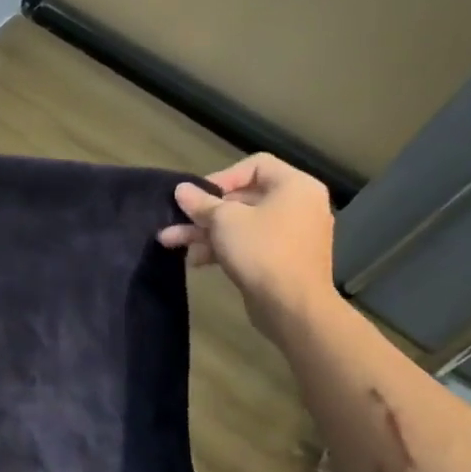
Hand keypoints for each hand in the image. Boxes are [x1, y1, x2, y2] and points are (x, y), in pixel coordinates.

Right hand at [157, 153, 337, 335]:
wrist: (292, 306)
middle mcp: (299, 206)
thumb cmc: (261, 250)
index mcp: (295, 186)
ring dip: (205, 232)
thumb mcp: (224, 221)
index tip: (198, 195)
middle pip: (244, 198)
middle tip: (176, 220)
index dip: (222, 176)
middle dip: (204, 211)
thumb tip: (181, 189)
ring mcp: (293, 235)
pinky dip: (224, 248)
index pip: (256, 165)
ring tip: (171, 242)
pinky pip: (250, 244)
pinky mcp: (283, 260)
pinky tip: (196, 261)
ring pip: (242, 224)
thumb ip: (201, 203)